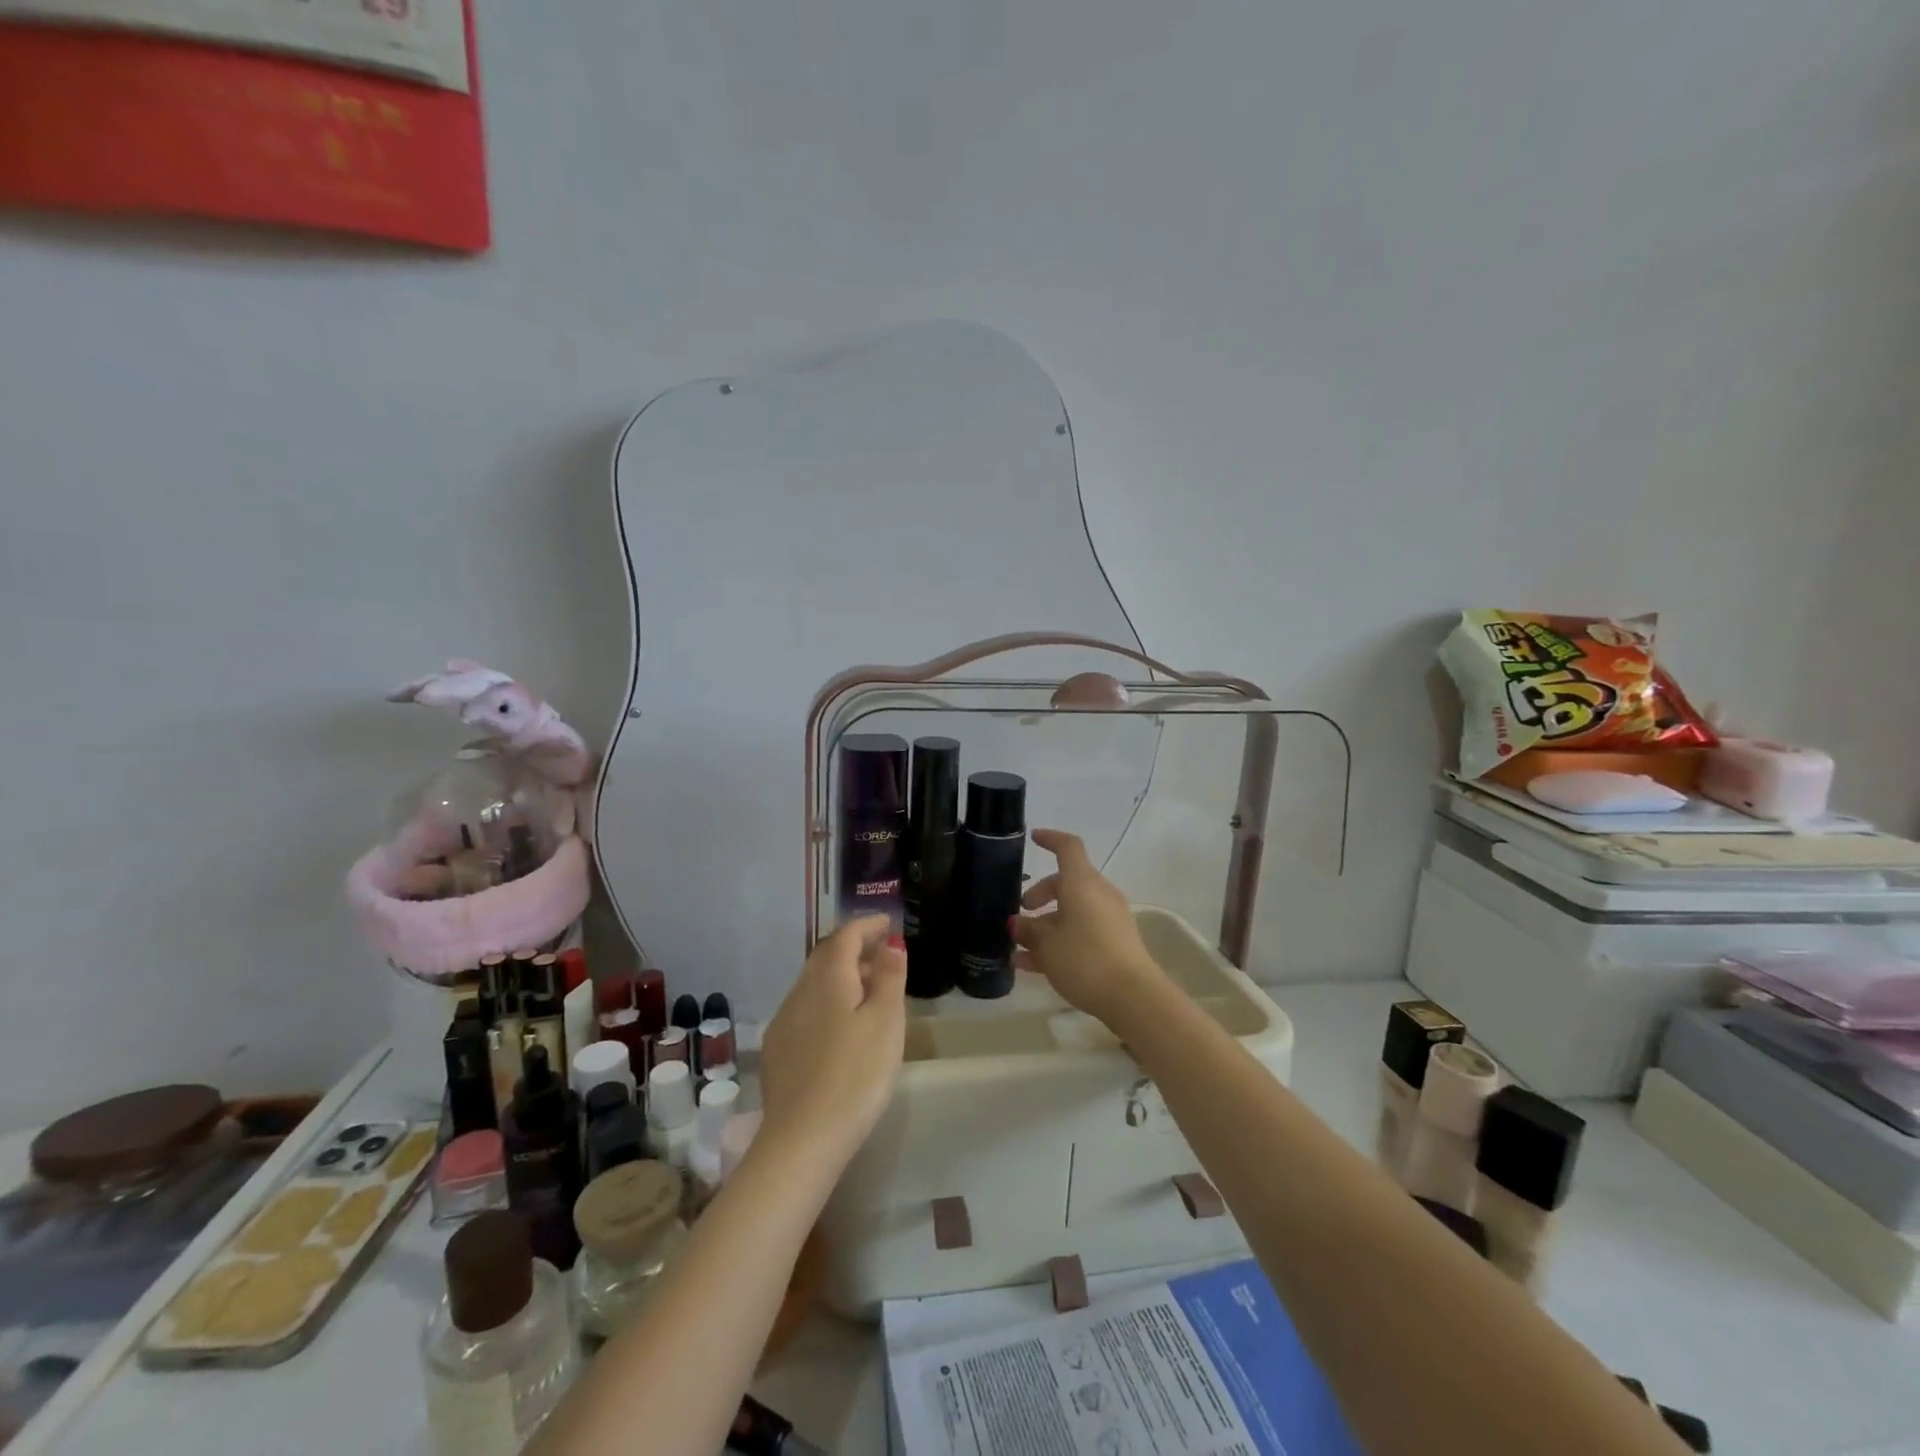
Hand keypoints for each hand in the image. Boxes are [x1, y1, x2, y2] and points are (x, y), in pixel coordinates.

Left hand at [758, 916, 907, 1165]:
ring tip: (867, 990)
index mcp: (829, 978)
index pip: (845, 935)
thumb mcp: (886, 1021)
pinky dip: (826, 1001)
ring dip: (840, 976)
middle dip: (853, 948)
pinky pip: (805, 1009)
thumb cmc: (856, 1074)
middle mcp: (800, 991)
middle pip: (826, 956)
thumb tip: (890, 942)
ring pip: (813, 983)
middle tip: (881, 954)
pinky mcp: (777, 1050)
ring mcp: (784, 1021)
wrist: (803, 1139)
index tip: (888, 924)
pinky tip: (839, 1026)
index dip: (867, 925)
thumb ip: (889, 976)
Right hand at [1012, 829, 1166, 1027]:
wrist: (1132, 996)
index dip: (1050, 839)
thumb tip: (1018, 924)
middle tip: (1021, 912)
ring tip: (1019, 949)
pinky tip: (1032, 967)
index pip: (1068, 848)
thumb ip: (1028, 931)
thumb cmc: (1084, 959)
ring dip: (1046, 925)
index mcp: (1082, 883)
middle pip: (1067, 883)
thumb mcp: (1047, 945)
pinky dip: (1059, 941)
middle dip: (1040, 895)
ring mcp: (1110, 919)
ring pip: (1072, 911)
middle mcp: (1098, 894)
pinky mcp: (1115, 942)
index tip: (1033, 839)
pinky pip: (1081, 931)